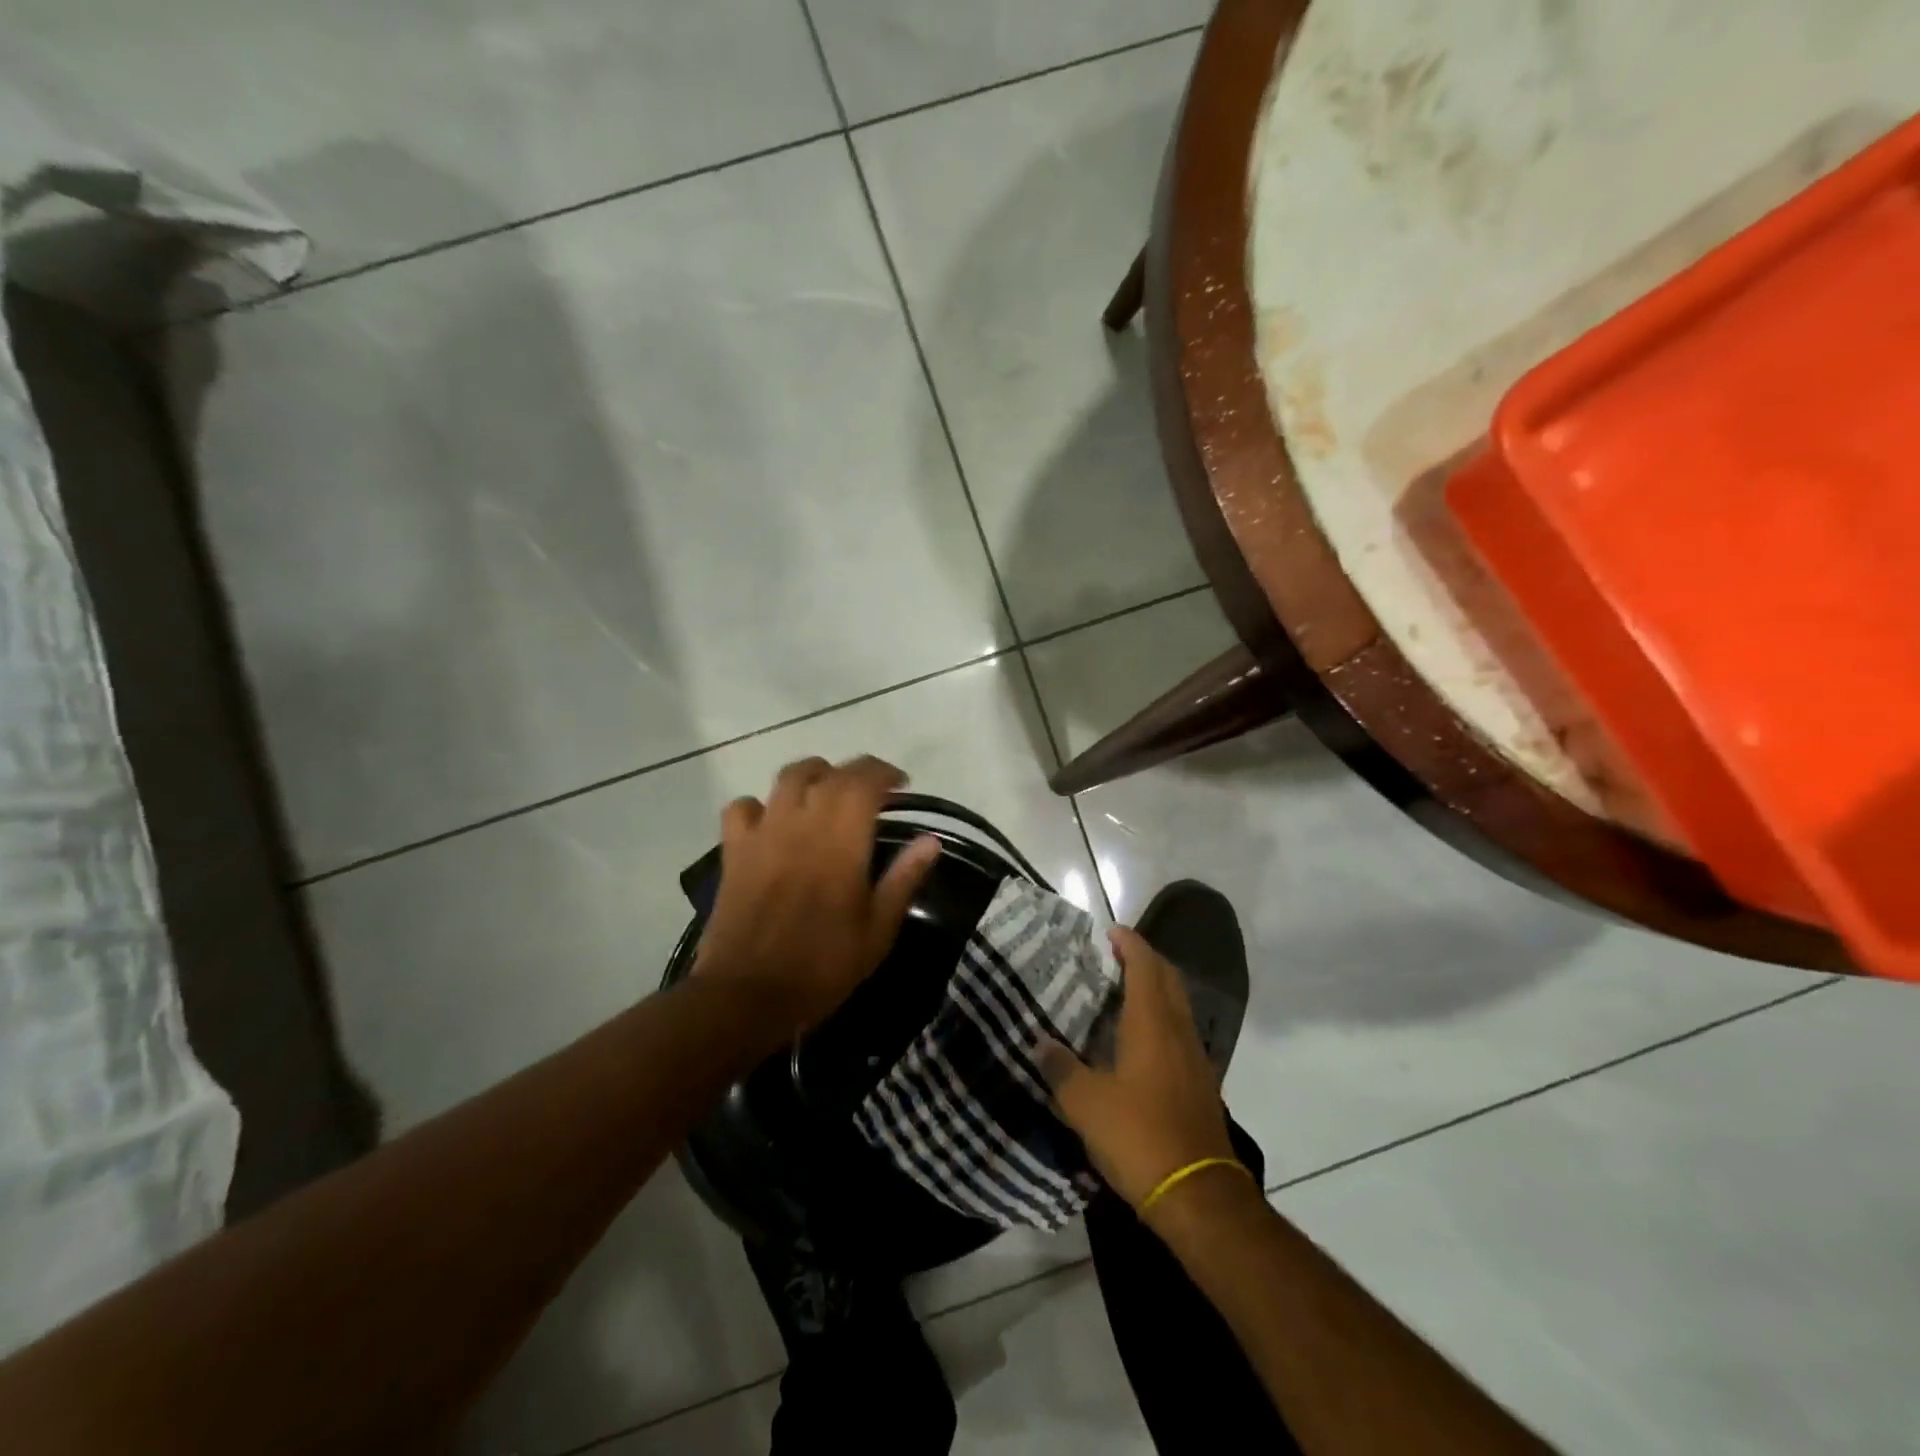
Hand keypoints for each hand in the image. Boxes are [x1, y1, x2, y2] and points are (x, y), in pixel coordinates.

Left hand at [694, 755, 939, 1038]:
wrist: (747, 995)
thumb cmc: (822, 966)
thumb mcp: (877, 930)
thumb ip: (903, 879)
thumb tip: (931, 840)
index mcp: (841, 842)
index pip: (864, 781)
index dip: (885, 773)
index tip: (902, 785)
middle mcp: (801, 824)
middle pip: (829, 773)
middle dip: (856, 772)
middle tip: (873, 791)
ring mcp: (763, 833)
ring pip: (787, 777)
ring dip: (813, 775)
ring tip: (827, 793)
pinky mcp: (734, 850)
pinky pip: (743, 807)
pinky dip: (761, 805)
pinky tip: (773, 822)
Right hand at [1040, 927, 1237, 1217]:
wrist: (1199, 1195)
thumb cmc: (1139, 1136)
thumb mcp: (1085, 1104)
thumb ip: (1060, 1068)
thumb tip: (1038, 1042)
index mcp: (1152, 1024)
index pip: (1145, 966)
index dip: (1130, 943)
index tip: (1111, 932)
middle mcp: (1178, 1031)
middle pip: (1168, 979)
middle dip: (1146, 960)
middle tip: (1115, 957)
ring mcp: (1195, 1059)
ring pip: (1178, 1006)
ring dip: (1155, 989)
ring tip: (1122, 993)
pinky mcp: (1200, 1085)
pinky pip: (1180, 1033)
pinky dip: (1161, 1020)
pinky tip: (1138, 1041)